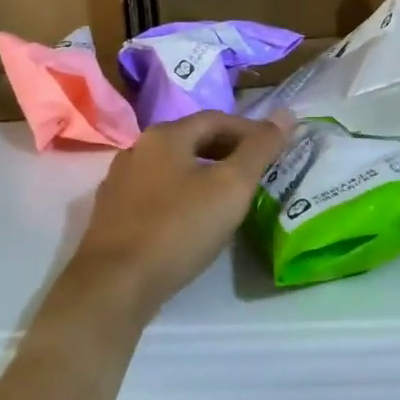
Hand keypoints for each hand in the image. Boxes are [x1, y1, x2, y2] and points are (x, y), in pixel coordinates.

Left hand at [60, 110, 289, 327]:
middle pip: (192, 139)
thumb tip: (287, 114)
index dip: (250, 131)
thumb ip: (260, 149)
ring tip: (229, 196)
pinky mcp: (112, 213)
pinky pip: (155, 192)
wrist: (114, 285)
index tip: (275, 150)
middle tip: (256, 172)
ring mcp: (119, 181)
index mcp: (165, 135)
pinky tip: (192, 218)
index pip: (217, 119)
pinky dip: (181, 195)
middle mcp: (137, 148)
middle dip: (227, 150)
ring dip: (203, 173)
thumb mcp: (231, 186)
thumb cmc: (178, 228)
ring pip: (172, 166)